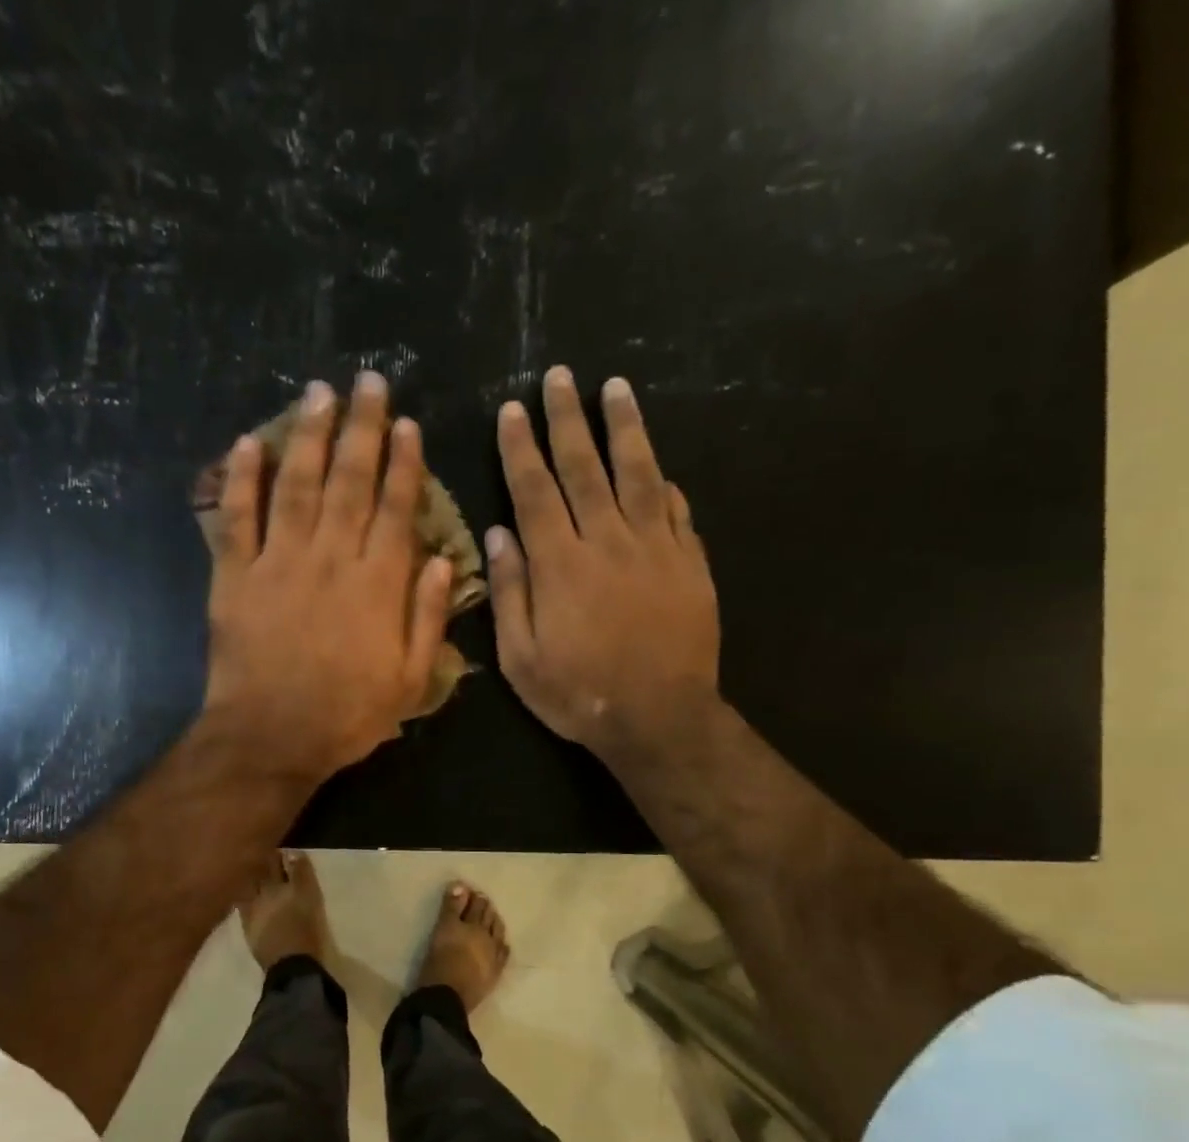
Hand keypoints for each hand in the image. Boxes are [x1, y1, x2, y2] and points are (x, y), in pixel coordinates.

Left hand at [203, 374, 453, 784]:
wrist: (271, 738)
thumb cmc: (346, 715)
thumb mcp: (409, 680)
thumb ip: (428, 619)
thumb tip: (441, 563)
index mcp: (378, 584)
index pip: (396, 509)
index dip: (404, 464)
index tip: (408, 424)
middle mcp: (331, 559)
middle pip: (349, 481)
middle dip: (362, 428)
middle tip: (368, 382)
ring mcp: (279, 562)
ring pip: (297, 485)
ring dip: (309, 435)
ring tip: (319, 393)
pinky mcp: (236, 576)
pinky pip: (237, 517)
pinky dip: (241, 478)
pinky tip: (248, 441)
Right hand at [487, 368, 723, 769]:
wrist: (659, 718)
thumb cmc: (579, 694)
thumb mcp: (521, 658)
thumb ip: (510, 593)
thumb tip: (498, 534)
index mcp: (560, 565)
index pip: (535, 491)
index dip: (521, 448)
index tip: (512, 410)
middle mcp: (607, 541)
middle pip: (585, 468)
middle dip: (567, 419)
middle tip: (559, 377)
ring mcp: (656, 548)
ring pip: (638, 474)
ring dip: (625, 428)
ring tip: (616, 388)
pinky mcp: (691, 563)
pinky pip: (678, 511)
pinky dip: (665, 484)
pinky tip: (659, 467)